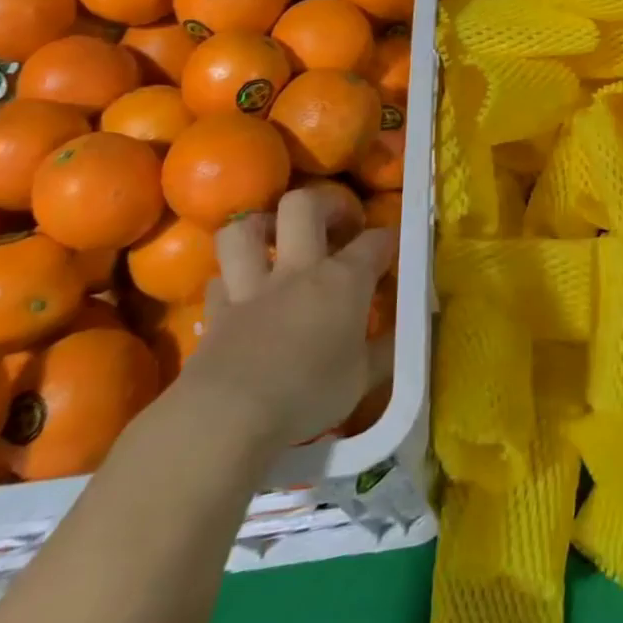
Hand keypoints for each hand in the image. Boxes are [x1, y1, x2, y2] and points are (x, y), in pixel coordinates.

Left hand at [171, 186, 394, 453]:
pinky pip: (218, 279)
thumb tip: (405, 336)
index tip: (391, 252)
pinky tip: (241, 293)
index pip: (376, 241)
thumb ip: (386, 351)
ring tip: (275, 241)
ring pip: (244, 230)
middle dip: (323, 205)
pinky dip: (230, 280)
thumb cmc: (308, 395)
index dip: (387, 240)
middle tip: (333, 224)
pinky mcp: (216, 312)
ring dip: (259, 229)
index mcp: (344, 280)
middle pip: (304, 205)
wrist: (227, 417)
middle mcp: (299, 269)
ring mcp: (252, 287)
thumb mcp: (362, 379)